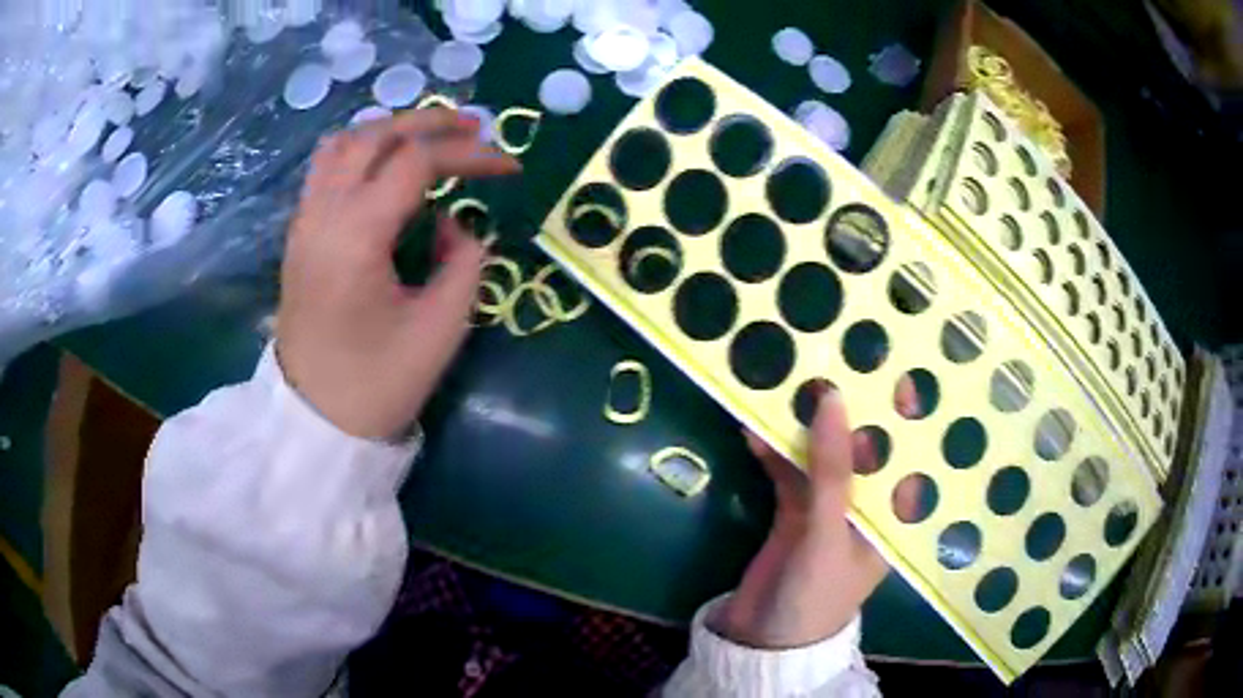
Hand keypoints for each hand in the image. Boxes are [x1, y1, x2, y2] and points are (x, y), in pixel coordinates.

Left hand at [277, 109, 519, 439]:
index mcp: (356, 238)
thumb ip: (463, 261)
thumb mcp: (441, 329)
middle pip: (375, 134)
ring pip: (343, 143)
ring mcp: (304, 222)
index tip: (509, 167)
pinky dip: (362, 150)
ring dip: (391, 129)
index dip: (469, 154)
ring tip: (430, 138)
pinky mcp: (300, 234)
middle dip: (430, 122)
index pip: (416, 162)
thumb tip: (453, 222)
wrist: (315, 421)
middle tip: (475, 128)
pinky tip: (387, 165)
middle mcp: (323, 215)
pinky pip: (327, 168)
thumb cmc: (378, 384)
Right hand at [711, 380, 921, 648]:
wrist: (762, 639)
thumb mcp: (829, 532)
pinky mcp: (793, 512)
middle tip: (835, 359)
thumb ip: (832, 469)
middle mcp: (866, 505)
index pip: (908, 453)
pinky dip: (772, 452)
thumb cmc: (815, 594)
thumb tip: (833, 396)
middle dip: (850, 409)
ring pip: (822, 455)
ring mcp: (828, 507)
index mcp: (892, 514)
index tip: (894, 364)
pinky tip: (754, 428)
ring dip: (805, 426)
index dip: (905, 412)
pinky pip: (787, 472)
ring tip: (790, 381)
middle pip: (864, 448)